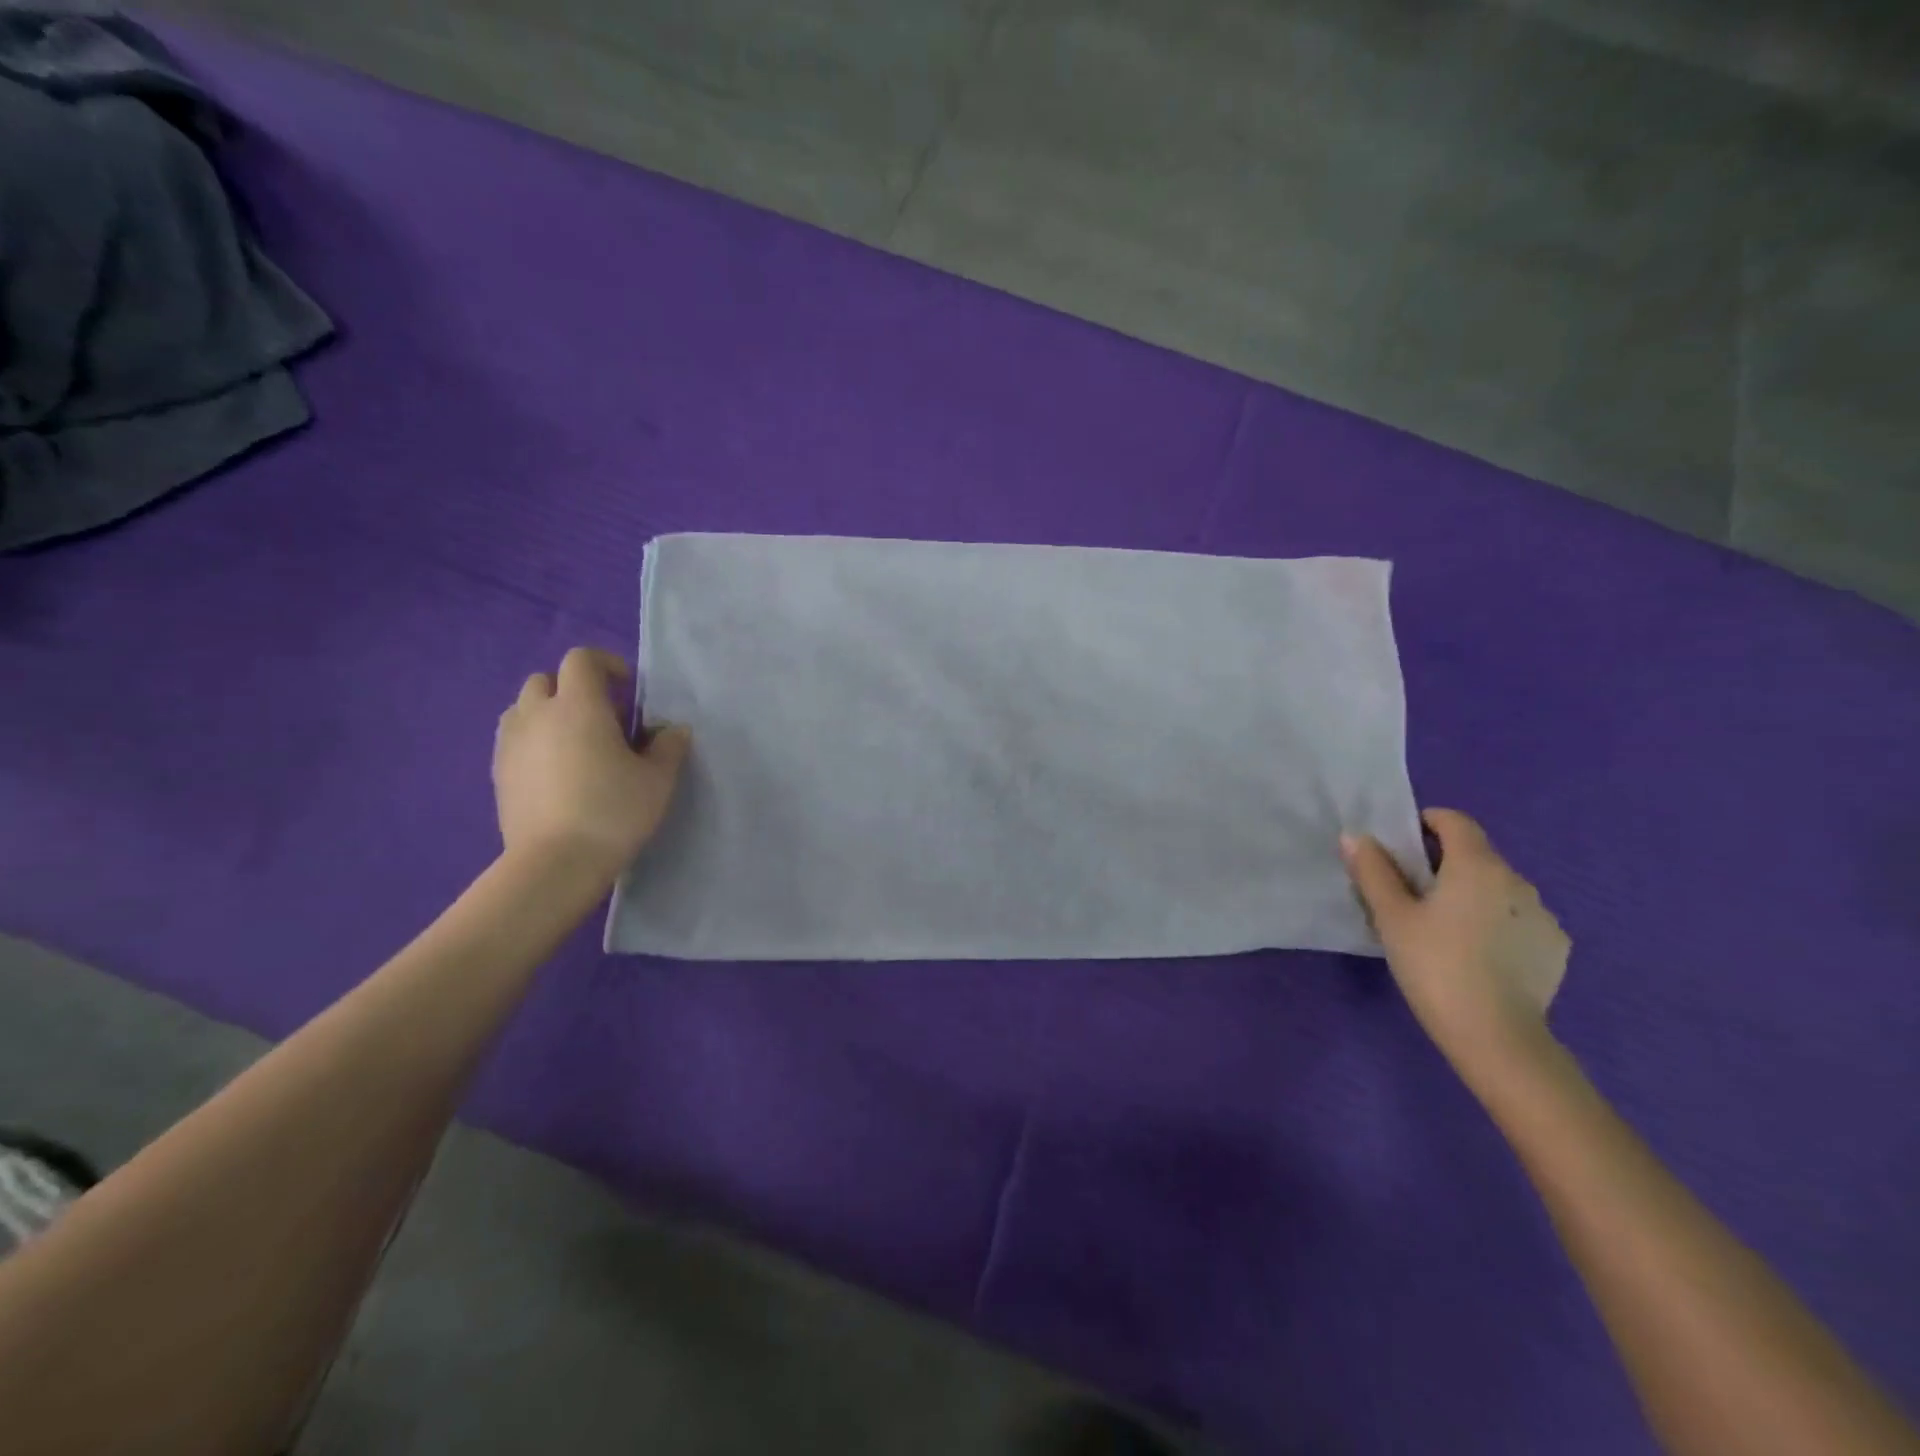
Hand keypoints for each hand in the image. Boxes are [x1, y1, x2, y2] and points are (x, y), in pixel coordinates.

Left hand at [493, 648, 690, 880]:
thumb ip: (669, 747)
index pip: (582, 660)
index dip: (606, 664)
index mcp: (578, 706)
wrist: (555, 864)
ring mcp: (511, 744)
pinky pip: (514, 740)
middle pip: (546, 680)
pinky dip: (534, 742)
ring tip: (575, 743)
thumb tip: (673, 729)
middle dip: (573, 689)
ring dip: (548, 714)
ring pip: (523, 709)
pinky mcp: (498, 773)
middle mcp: (537, 715)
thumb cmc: (613, 812)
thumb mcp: (658, 780)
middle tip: (602, 718)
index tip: (627, 689)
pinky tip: (556, 772)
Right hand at [1341, 810, 1568, 1075]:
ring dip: (1471, 895)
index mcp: (1477, 865)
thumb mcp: (1391, 917)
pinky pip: (1518, 920)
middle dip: (1444, 864)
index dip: (1425, 824)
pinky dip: (1496, 924)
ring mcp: (1543, 916)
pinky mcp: (1555, 948)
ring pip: (1498, 889)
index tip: (1400, 848)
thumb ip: (1373, 871)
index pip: (1455, 821)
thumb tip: (1356, 836)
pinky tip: (1478, 956)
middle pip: (1476, 855)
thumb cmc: (1435, 966)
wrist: (1497, 1037)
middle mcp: (1518, 881)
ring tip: (1444, 930)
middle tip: (1410, 895)